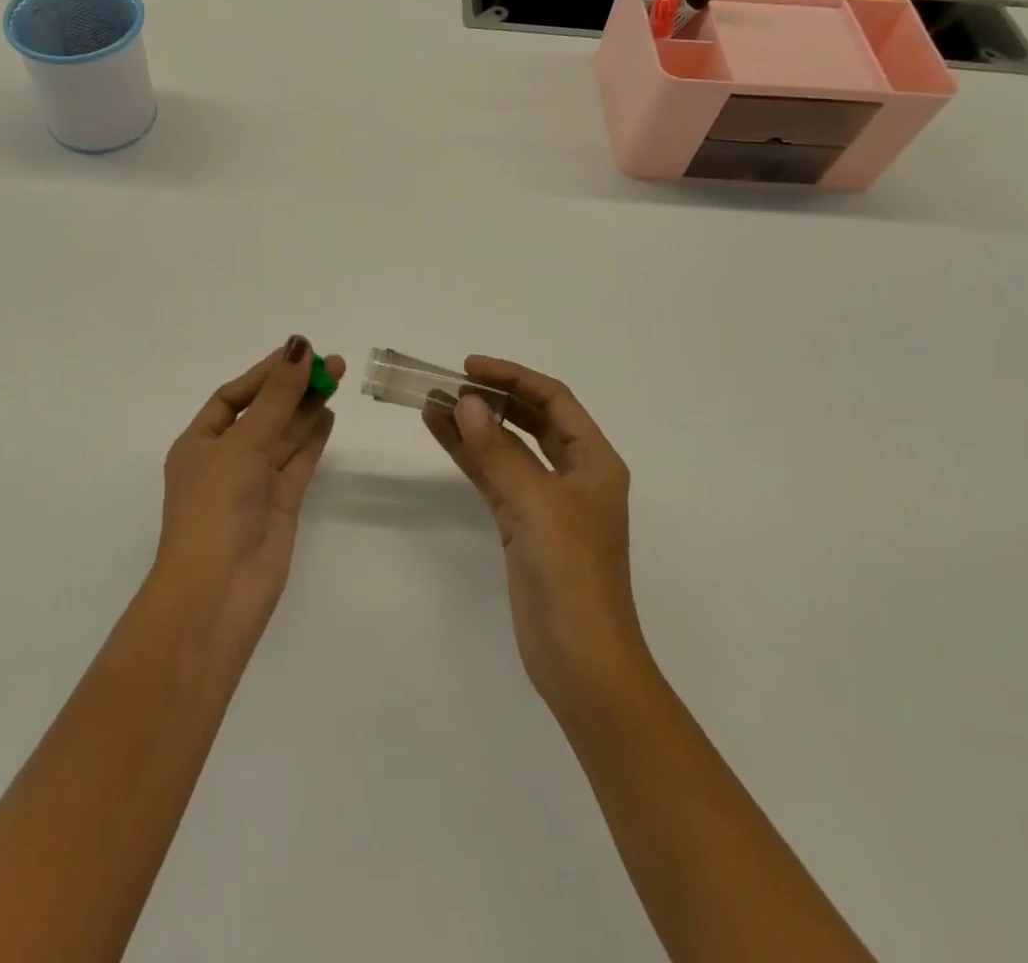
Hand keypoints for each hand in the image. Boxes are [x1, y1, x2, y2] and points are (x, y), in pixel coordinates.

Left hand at [157, 337, 344, 645]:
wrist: (218, 592)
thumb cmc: (215, 507)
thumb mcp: (242, 443)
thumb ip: (276, 397)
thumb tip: (299, 346)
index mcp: (198, 443)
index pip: (233, 397)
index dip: (265, 373)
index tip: (299, 352)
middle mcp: (225, 460)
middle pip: (263, 414)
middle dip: (293, 388)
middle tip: (332, 363)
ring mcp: (254, 484)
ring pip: (284, 436)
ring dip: (307, 408)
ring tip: (336, 379)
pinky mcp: (280, 504)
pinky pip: (298, 462)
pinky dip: (313, 438)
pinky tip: (329, 414)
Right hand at [424, 356, 649, 714]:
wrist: (580, 660)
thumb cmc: (571, 572)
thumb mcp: (536, 503)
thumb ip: (498, 450)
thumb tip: (467, 402)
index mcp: (595, 461)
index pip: (554, 400)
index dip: (513, 377)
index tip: (469, 367)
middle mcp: (574, 474)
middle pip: (531, 420)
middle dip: (492, 398)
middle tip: (448, 383)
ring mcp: (546, 502)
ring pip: (507, 448)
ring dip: (474, 425)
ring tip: (432, 402)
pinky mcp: (522, 526)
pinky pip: (494, 477)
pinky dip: (469, 456)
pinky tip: (442, 434)